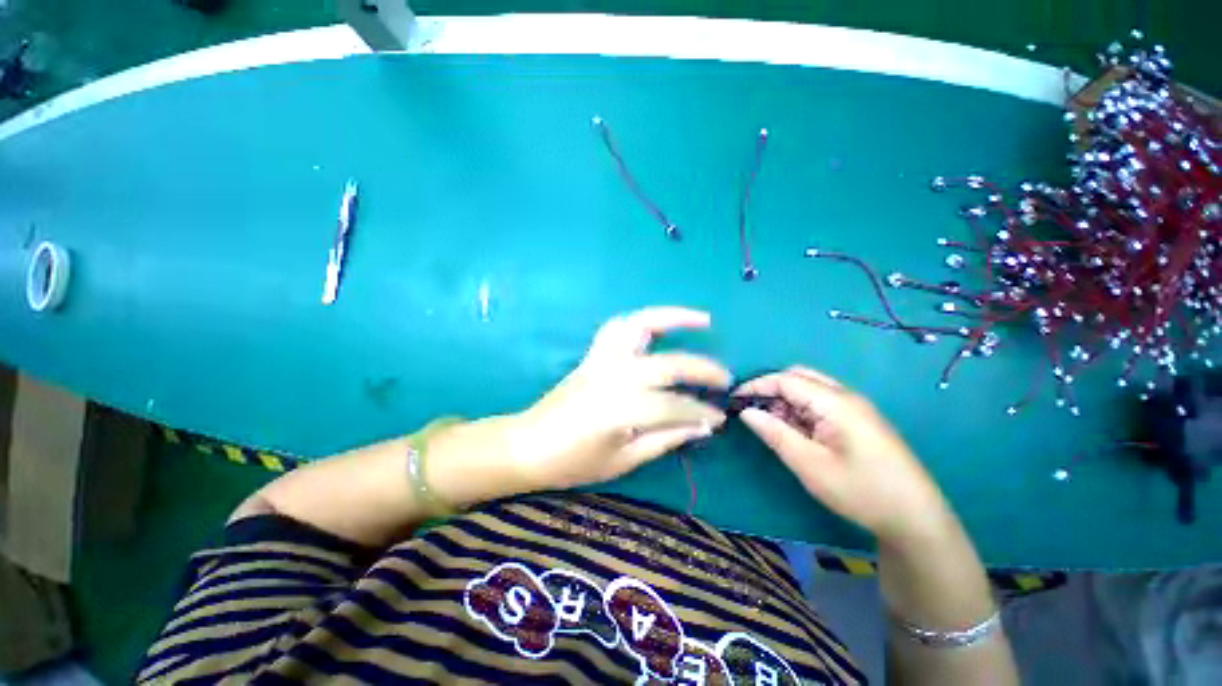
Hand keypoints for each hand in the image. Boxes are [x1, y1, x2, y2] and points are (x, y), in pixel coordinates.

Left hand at [510, 307, 730, 491]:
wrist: (528, 445)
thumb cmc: (573, 462)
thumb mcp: (623, 461)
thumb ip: (666, 440)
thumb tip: (703, 426)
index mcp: (622, 410)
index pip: (675, 406)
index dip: (701, 412)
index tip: (721, 417)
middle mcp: (615, 377)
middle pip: (668, 364)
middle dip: (702, 368)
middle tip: (725, 377)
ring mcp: (602, 360)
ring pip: (639, 325)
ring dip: (672, 317)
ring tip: (702, 320)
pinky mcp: (593, 355)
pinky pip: (618, 327)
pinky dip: (643, 320)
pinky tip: (659, 326)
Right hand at [736, 367, 952, 543]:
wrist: (916, 518)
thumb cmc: (861, 491)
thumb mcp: (809, 464)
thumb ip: (774, 433)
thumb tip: (745, 411)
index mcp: (836, 402)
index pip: (786, 379)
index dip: (756, 386)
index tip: (733, 400)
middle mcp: (846, 396)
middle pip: (799, 377)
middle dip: (771, 389)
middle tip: (753, 412)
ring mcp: (854, 408)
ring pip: (809, 389)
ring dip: (785, 400)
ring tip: (770, 425)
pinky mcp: (857, 420)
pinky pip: (820, 403)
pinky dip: (800, 411)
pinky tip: (794, 432)